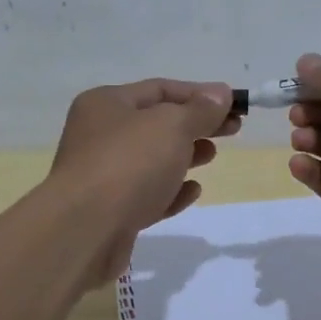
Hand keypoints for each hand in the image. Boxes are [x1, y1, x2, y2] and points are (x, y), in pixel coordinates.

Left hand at [48, 78, 239, 288]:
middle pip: (157, 124)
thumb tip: (221, 94)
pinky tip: (192, 191)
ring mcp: (103, 175)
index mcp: (106, 104)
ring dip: (185, 156)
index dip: (200, 94)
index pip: (160, 89)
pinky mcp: (112, 211)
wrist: (85, 231)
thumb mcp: (172, 126)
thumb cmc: (129, 164)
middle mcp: (100, 135)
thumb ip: (200, 110)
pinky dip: (171, 190)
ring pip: (152, 159)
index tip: (235, 104)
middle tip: (233, 130)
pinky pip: (147, 194)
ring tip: (212, 156)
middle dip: (196, 124)